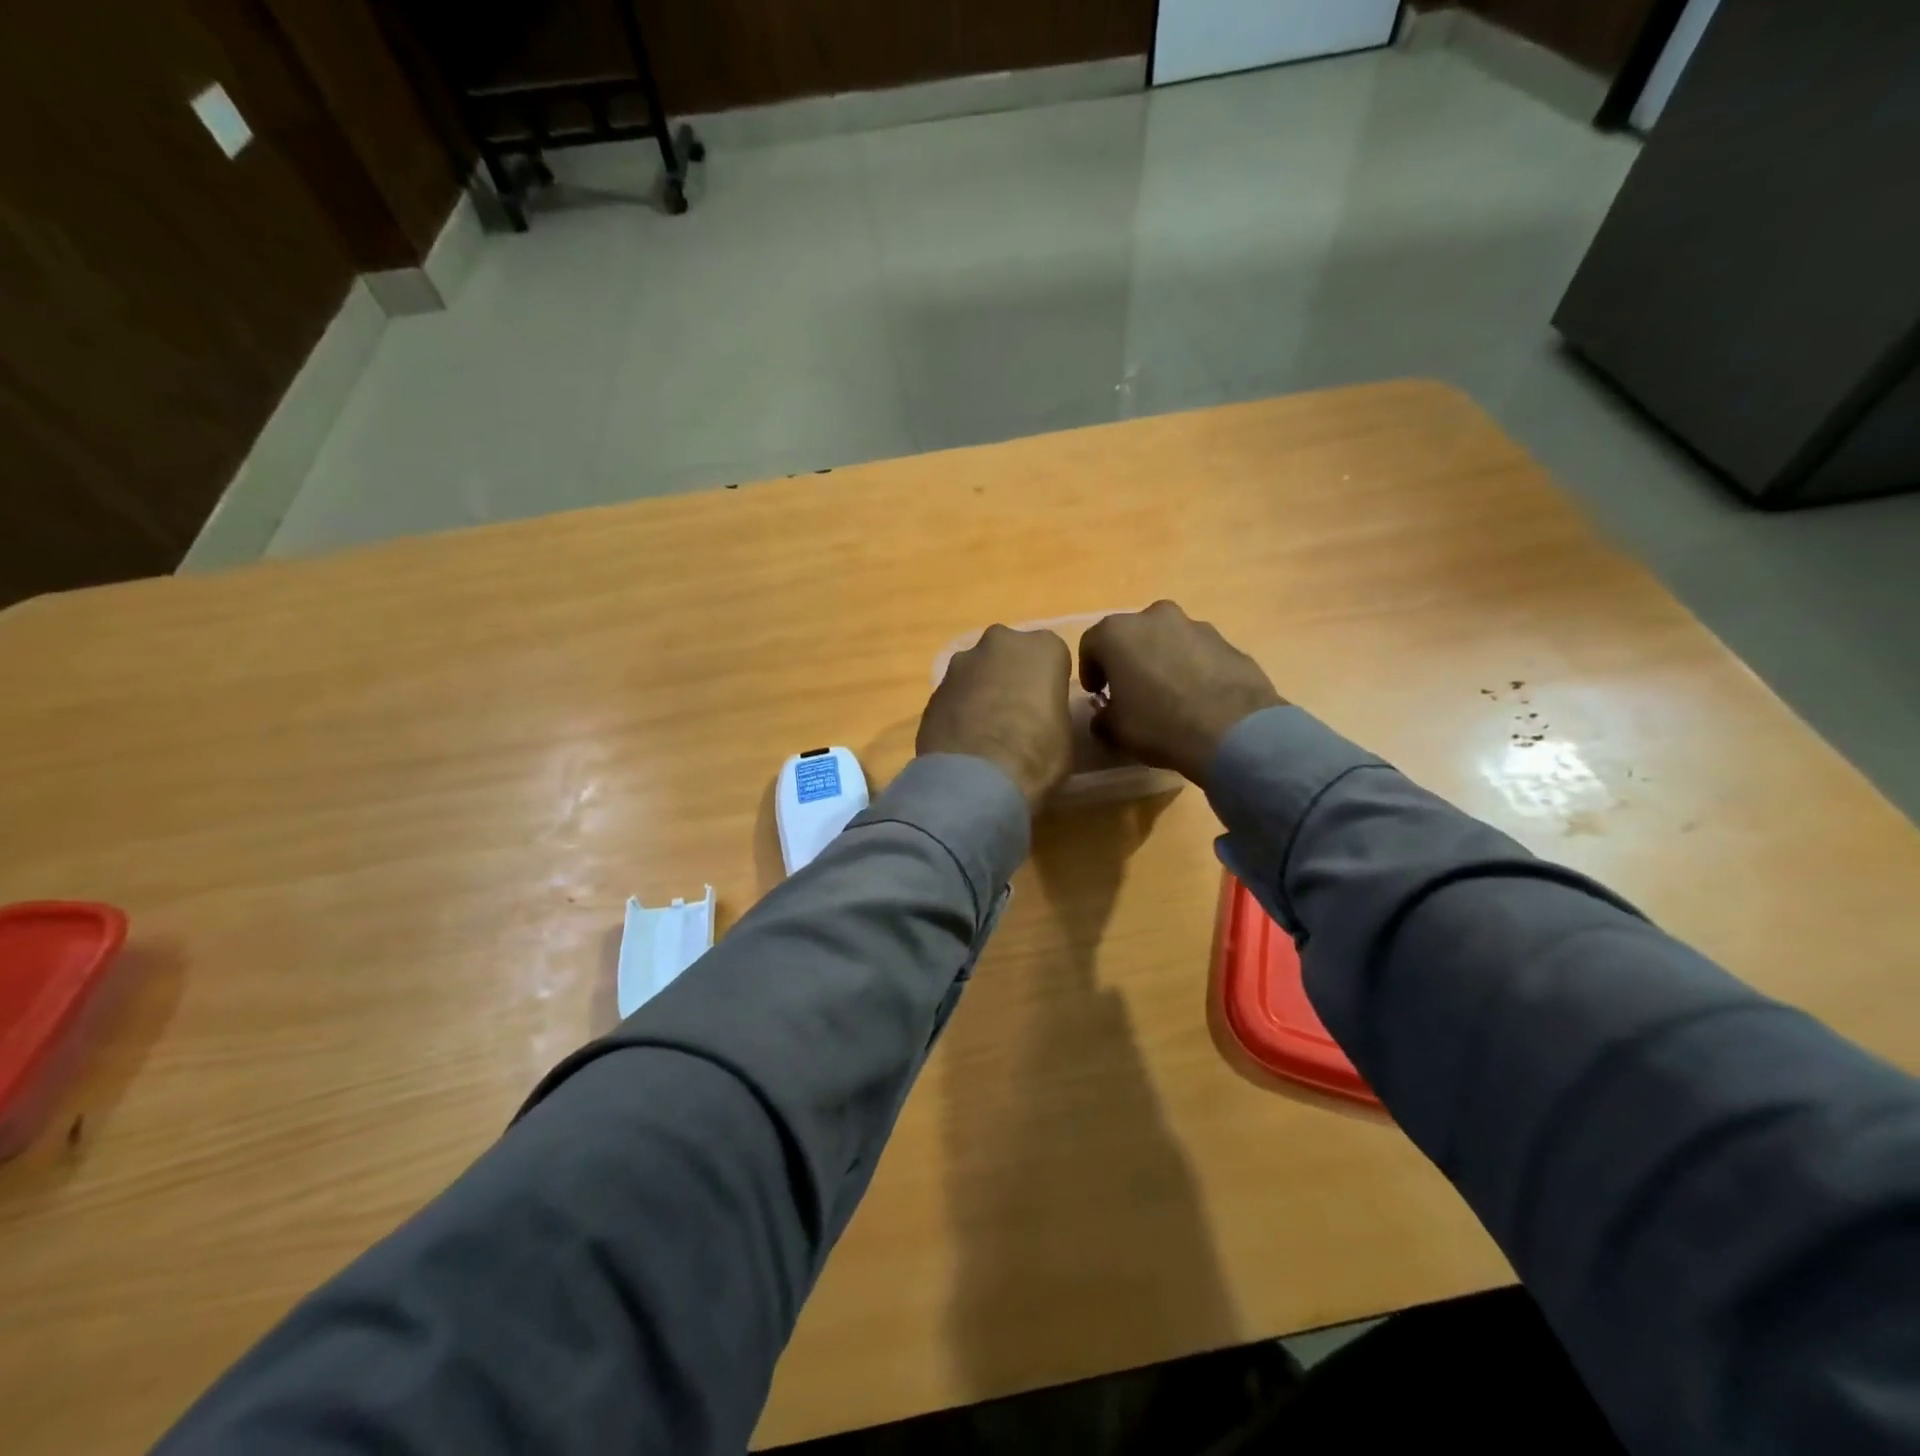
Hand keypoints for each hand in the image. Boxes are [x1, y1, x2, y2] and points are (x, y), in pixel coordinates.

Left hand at [918, 625, 1075, 810]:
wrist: (975, 778)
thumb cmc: (1037, 755)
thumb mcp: (1065, 734)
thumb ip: (1052, 710)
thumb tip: (1040, 717)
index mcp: (1042, 647)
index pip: (1053, 655)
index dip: (1049, 682)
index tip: (1047, 706)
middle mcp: (1000, 642)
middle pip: (1010, 653)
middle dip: (1012, 676)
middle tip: (1017, 713)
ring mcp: (961, 662)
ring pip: (978, 670)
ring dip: (982, 690)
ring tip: (985, 730)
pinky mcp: (933, 687)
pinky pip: (955, 693)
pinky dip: (960, 709)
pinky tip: (963, 739)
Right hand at [1079, 601, 1285, 786]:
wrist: (1233, 730)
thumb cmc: (1160, 725)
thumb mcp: (1117, 730)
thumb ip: (1104, 718)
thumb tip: (1106, 716)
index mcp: (1118, 633)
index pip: (1091, 644)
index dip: (1090, 670)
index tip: (1097, 693)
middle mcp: (1155, 617)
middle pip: (1132, 636)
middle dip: (1128, 660)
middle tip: (1131, 691)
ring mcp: (1195, 626)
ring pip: (1167, 640)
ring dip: (1162, 661)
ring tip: (1169, 696)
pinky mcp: (1227, 641)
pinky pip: (1198, 653)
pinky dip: (1192, 668)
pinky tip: (1197, 699)